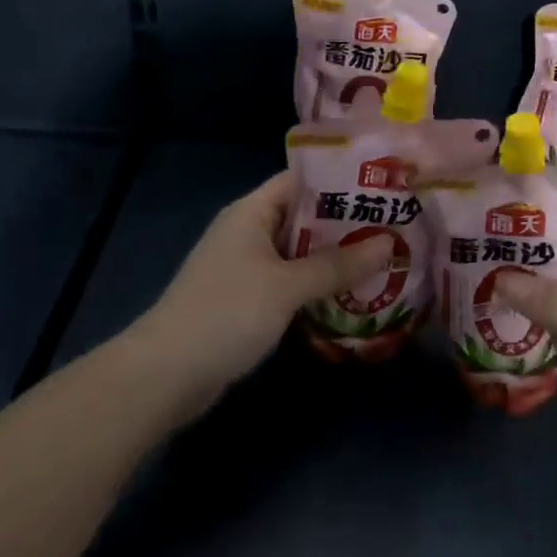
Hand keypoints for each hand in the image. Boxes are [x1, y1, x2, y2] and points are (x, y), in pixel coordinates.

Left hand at [125, 172, 392, 418]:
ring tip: (384, 257)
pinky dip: (318, 284)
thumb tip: (389, 244)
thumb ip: (338, 265)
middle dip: (347, 222)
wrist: (163, 377)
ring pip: (301, 251)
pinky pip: (291, 281)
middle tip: (394, 225)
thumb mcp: (287, 286)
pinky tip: (351, 293)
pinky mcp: (247, 300)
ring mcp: (247, 267)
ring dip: (336, 257)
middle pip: (305, 216)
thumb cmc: (226, 314)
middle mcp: (249, 231)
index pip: (303, 180)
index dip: (341, 179)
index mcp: (253, 211)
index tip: (383, 185)